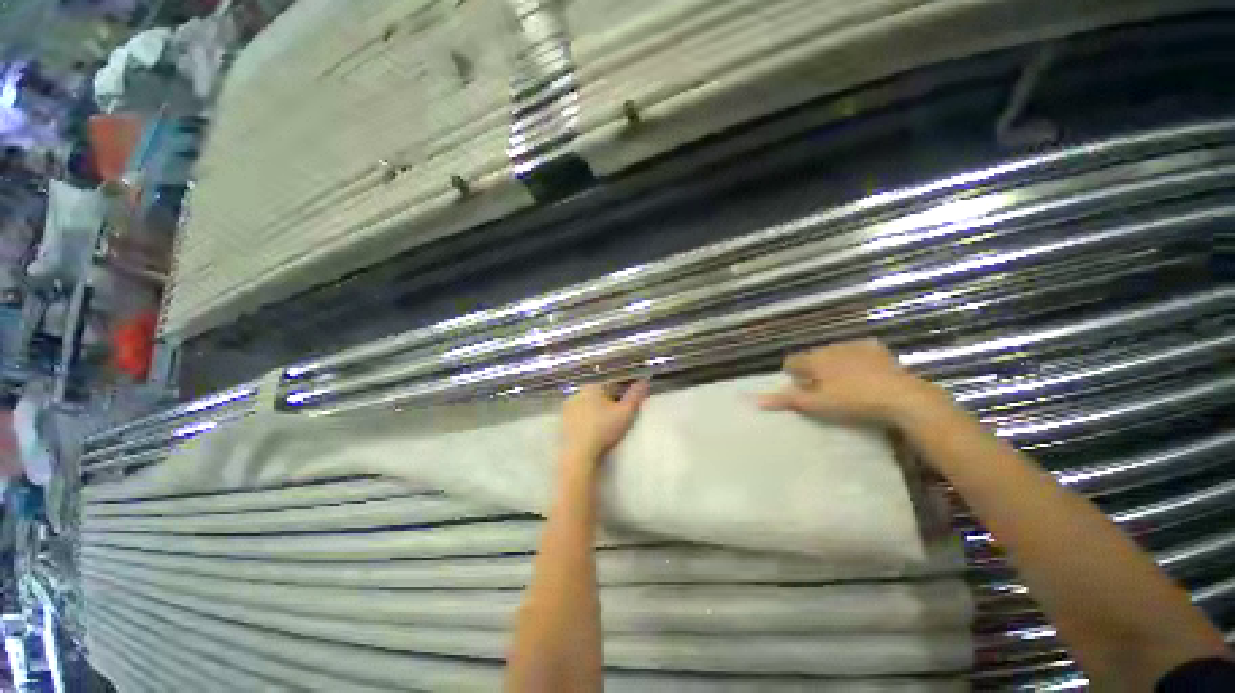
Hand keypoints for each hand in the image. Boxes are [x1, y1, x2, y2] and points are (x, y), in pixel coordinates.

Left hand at [560, 381, 650, 464]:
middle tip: (619, 412)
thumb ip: (636, 395)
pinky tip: (593, 428)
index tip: (630, 399)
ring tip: (607, 421)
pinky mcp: (563, 420)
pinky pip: (579, 414)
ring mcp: (568, 406)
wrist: (578, 453)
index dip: (623, 389)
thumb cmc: (604, 429)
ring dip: (597, 408)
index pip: (612, 382)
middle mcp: (578, 391)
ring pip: (588, 402)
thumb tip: (644, 380)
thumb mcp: (626, 412)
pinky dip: (587, 417)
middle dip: (610, 398)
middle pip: (599, 391)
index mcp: (593, 386)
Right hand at [758, 339, 948, 426]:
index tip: (802, 389)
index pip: (791, 361)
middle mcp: (830, 347)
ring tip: (846, 384)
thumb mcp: (816, 405)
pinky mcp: (875, 347)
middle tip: (824, 390)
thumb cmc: (852, 401)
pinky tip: (866, 375)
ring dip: (833, 365)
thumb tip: (757, 401)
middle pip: (812, 357)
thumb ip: (786, 400)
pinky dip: (855, 360)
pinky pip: (856, 351)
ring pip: (833, 353)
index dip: (793, 375)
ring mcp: (854, 345)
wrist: (901, 397)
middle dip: (813, 370)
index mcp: (814, 359)